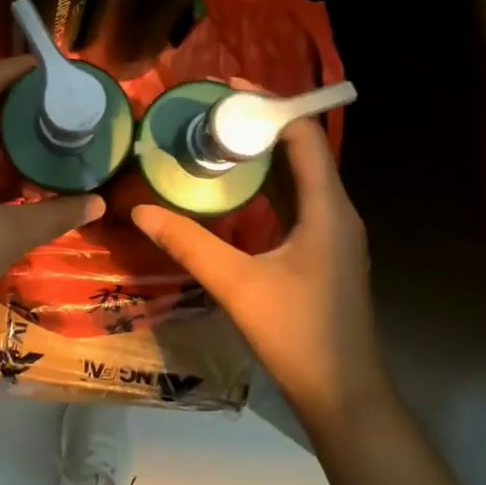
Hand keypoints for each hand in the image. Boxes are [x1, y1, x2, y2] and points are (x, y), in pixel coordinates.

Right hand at [131, 118, 382, 421]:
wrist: (344, 394)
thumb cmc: (298, 335)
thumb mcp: (237, 286)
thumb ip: (189, 244)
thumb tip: (141, 209)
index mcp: (327, 210)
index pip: (304, 137)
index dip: (269, 107)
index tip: (227, 90)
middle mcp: (337, 212)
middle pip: (303, 150)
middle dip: (260, 125)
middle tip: (210, 113)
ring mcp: (334, 232)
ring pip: (300, 175)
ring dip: (264, 154)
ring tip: (217, 139)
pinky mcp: (325, 250)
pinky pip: (297, 200)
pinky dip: (268, 183)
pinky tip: (235, 189)